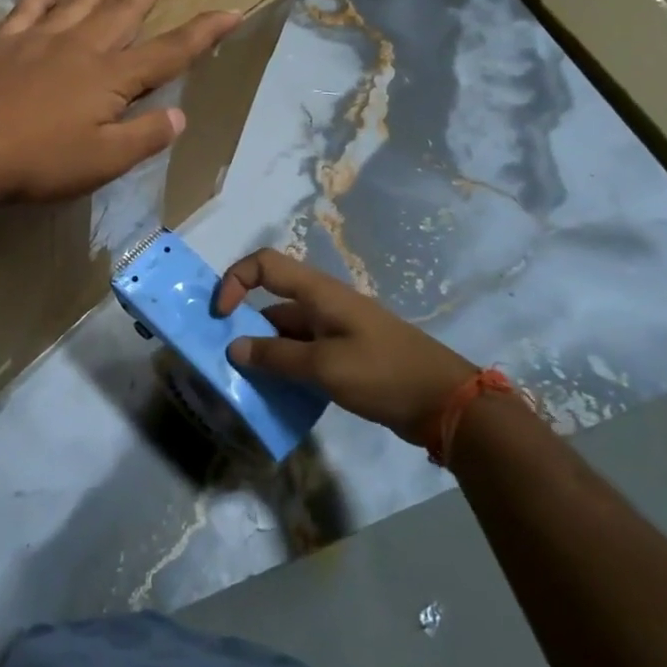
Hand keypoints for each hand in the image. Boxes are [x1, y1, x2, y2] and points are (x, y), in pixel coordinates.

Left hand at [0, 0, 240, 206]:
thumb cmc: (40, 163)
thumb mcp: (104, 161)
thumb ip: (145, 136)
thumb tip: (180, 114)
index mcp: (110, 78)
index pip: (169, 52)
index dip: (203, 33)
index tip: (230, 12)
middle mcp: (80, 47)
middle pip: (124, 9)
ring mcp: (38, 40)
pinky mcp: (2, 45)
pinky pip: (27, 9)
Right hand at [214, 249, 477, 445]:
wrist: (446, 402)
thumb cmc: (384, 373)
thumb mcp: (325, 367)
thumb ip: (276, 358)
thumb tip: (234, 348)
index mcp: (318, 292)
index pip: (264, 264)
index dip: (235, 280)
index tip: (220, 316)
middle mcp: (322, 304)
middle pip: (271, 301)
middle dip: (243, 325)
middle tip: (224, 359)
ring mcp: (335, 329)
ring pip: (285, 331)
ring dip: (264, 352)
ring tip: (246, 383)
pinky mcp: (344, 354)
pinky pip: (302, 352)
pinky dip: (285, 367)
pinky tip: (277, 394)